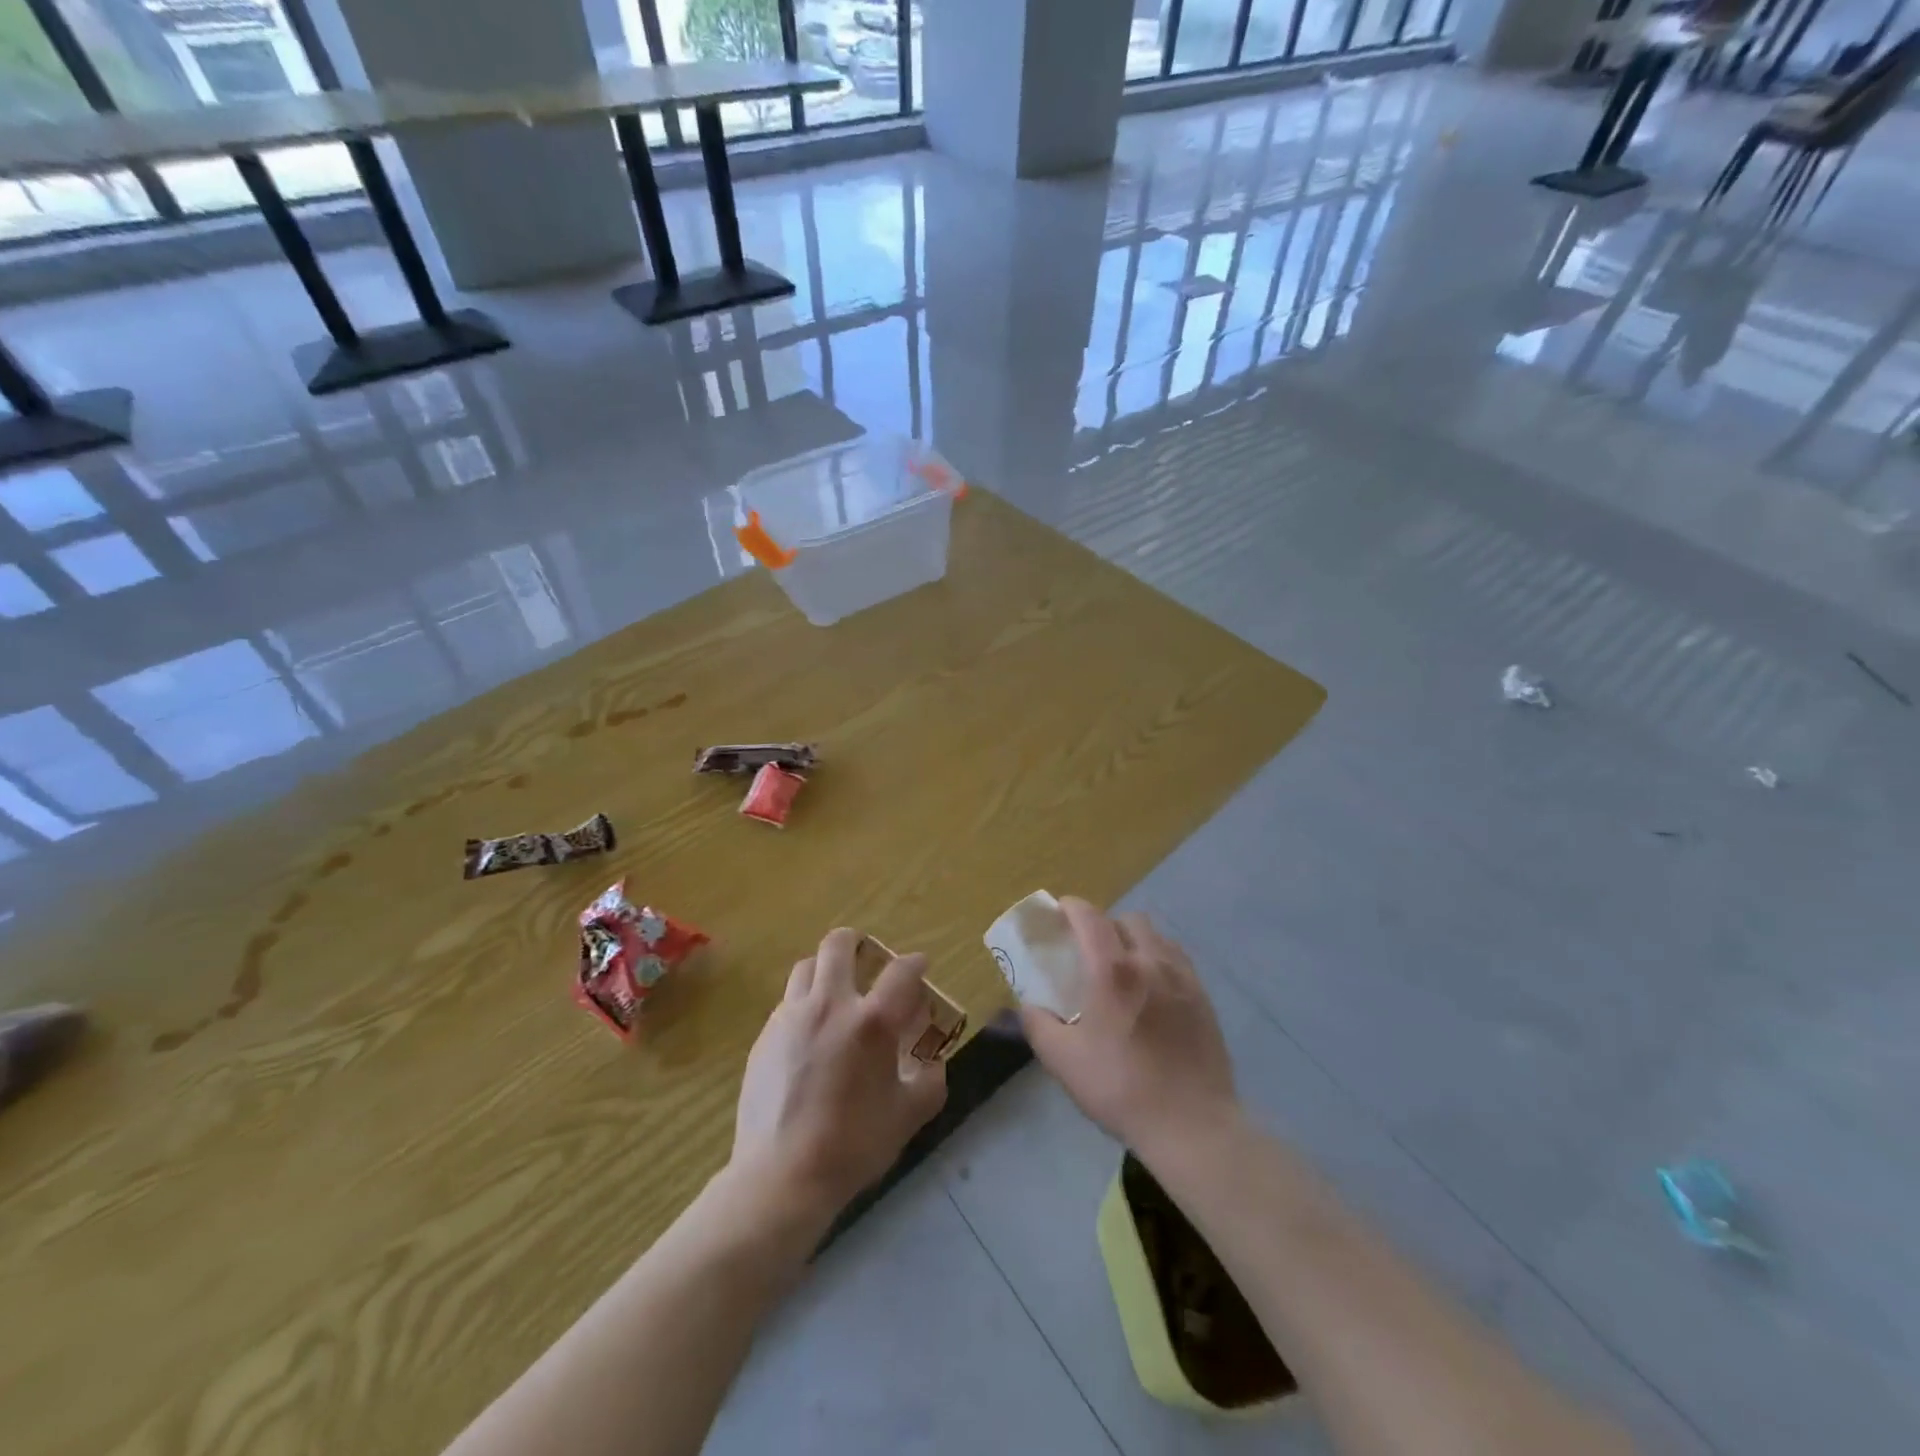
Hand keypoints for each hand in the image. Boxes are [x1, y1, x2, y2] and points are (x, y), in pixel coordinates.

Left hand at [730, 928, 947, 1228]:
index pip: (901, 971)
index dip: (916, 963)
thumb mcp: (909, 1115)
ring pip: (807, 966)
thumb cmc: (853, 1146)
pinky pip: (788, 1002)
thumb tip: (932, 1058)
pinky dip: (805, 1004)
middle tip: (868, 962)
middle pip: (839, 944)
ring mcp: (791, 1017)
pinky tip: (810, 1035)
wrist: (780, 1177)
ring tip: (836, 994)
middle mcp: (830, 1005)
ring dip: (826, 970)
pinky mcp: (765, 1036)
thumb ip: (930, 1079)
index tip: (920, 967)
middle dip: (857, 943)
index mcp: (872, 1022)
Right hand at [1018, 899, 1240, 1161]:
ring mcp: (1182, 977)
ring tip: (1123, 967)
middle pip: (1126, 920)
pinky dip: (1159, 959)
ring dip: (1134, 939)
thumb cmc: (1121, 1088)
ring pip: (1156, 936)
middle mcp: (1150, 961)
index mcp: (1112, 970)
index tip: (1059, 912)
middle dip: (1104, 924)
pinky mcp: (1203, 997)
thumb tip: (1028, 1005)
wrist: (1191, 1124)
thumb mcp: (1063, 1061)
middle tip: (1090, 949)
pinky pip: (1177, 959)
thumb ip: (1038, 1025)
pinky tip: (1152, 988)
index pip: (1090, 917)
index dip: (1072, 907)